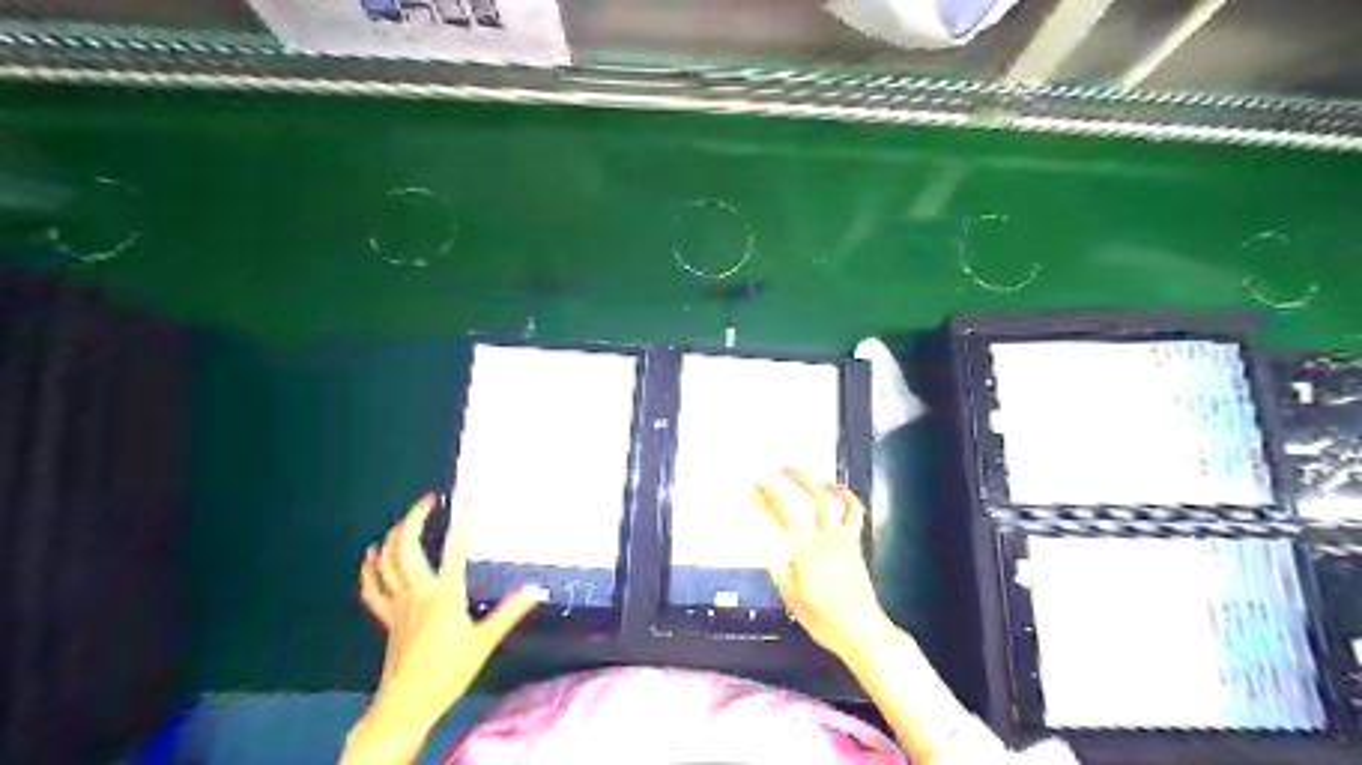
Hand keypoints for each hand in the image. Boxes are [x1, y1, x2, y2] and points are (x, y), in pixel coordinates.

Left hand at [354, 494, 536, 730]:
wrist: (406, 705)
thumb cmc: (448, 672)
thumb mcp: (485, 642)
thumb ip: (510, 612)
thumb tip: (537, 589)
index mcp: (445, 594)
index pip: (454, 548)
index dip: (463, 518)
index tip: (469, 496)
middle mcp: (418, 592)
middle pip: (407, 546)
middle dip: (415, 518)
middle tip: (429, 500)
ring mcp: (398, 604)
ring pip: (387, 562)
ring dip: (393, 536)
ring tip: (405, 520)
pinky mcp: (387, 618)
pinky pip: (372, 588)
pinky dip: (370, 568)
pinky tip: (372, 554)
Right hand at [755, 468, 894, 659]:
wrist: (862, 632)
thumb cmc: (824, 619)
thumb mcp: (791, 597)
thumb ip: (779, 568)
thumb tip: (768, 546)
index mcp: (809, 551)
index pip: (785, 515)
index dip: (770, 496)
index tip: (758, 484)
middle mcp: (829, 540)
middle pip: (816, 498)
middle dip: (798, 478)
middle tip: (781, 469)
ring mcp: (846, 541)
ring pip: (840, 502)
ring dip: (825, 483)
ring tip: (812, 477)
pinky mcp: (857, 546)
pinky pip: (854, 515)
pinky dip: (847, 500)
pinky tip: (838, 497)